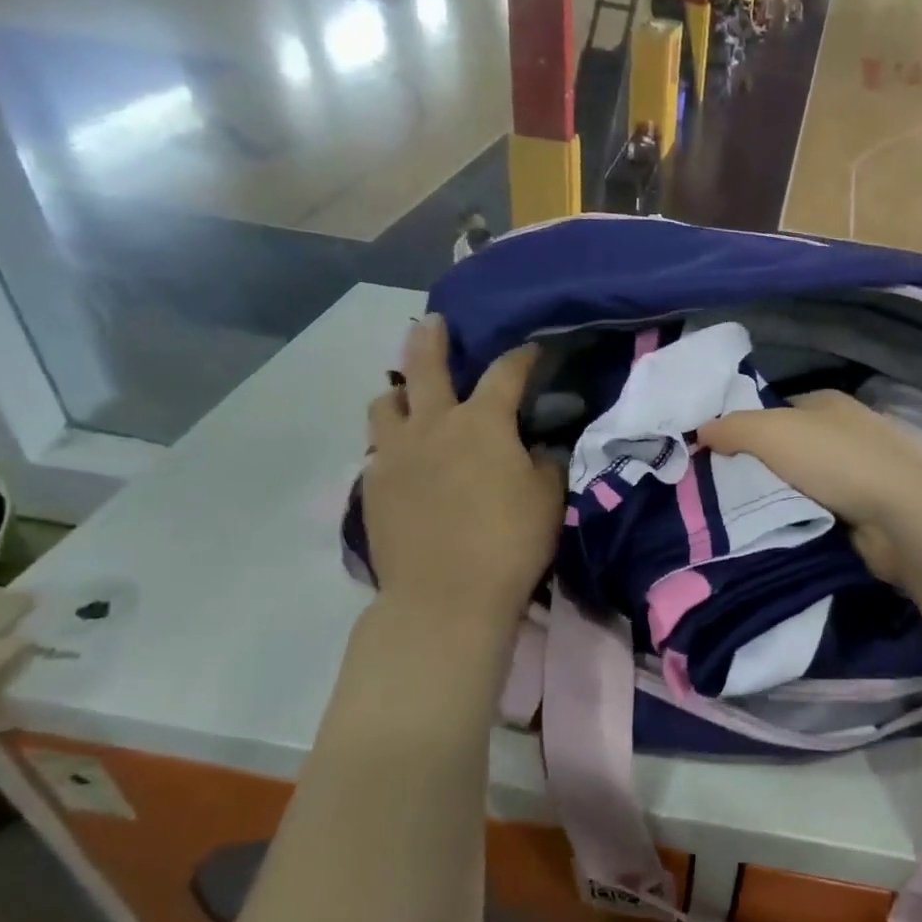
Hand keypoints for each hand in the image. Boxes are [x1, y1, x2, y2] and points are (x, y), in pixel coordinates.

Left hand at [363, 316, 563, 624]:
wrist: (445, 598)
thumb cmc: (509, 542)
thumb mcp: (548, 498)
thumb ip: (544, 462)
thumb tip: (536, 448)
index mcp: (482, 422)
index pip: (505, 373)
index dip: (522, 356)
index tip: (532, 350)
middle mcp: (432, 425)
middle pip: (424, 366)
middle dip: (431, 339)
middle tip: (432, 323)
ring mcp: (395, 454)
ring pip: (384, 403)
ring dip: (398, 391)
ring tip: (407, 395)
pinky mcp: (373, 486)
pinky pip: (377, 448)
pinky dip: (391, 440)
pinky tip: (403, 454)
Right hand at [698, 392, 921, 586]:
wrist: (904, 515)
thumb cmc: (837, 460)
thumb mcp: (771, 431)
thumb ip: (731, 428)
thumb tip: (700, 432)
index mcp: (826, 404)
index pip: (775, 411)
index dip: (744, 429)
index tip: (713, 457)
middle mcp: (844, 434)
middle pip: (786, 451)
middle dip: (757, 470)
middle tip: (716, 494)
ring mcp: (859, 475)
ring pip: (801, 486)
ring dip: (777, 502)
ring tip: (737, 520)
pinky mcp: (866, 513)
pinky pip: (818, 516)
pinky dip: (800, 524)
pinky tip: (776, 535)